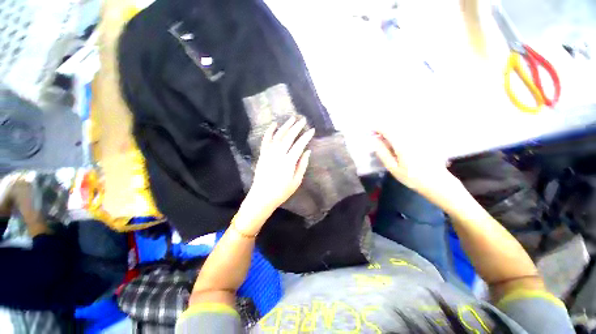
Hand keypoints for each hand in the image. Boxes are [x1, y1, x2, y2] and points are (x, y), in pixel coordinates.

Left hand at [243, 117, 313, 217]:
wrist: (262, 197)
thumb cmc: (281, 192)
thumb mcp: (296, 181)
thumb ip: (302, 165)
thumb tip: (307, 151)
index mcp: (288, 161)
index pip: (299, 145)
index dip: (306, 136)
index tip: (312, 130)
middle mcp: (278, 154)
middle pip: (289, 137)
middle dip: (297, 127)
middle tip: (303, 120)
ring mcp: (269, 153)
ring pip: (278, 136)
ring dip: (285, 126)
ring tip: (291, 119)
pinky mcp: (262, 154)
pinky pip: (266, 140)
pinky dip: (269, 131)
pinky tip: (274, 125)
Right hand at [372, 130, 461, 205]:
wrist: (437, 182)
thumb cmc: (412, 178)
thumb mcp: (393, 168)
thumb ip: (382, 152)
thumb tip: (374, 140)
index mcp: (403, 145)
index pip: (388, 130)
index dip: (377, 128)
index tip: (370, 132)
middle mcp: (412, 137)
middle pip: (395, 126)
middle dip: (384, 129)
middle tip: (376, 137)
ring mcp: (421, 137)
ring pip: (403, 128)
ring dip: (392, 131)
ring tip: (386, 140)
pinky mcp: (426, 139)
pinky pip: (410, 131)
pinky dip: (400, 134)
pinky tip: (398, 142)